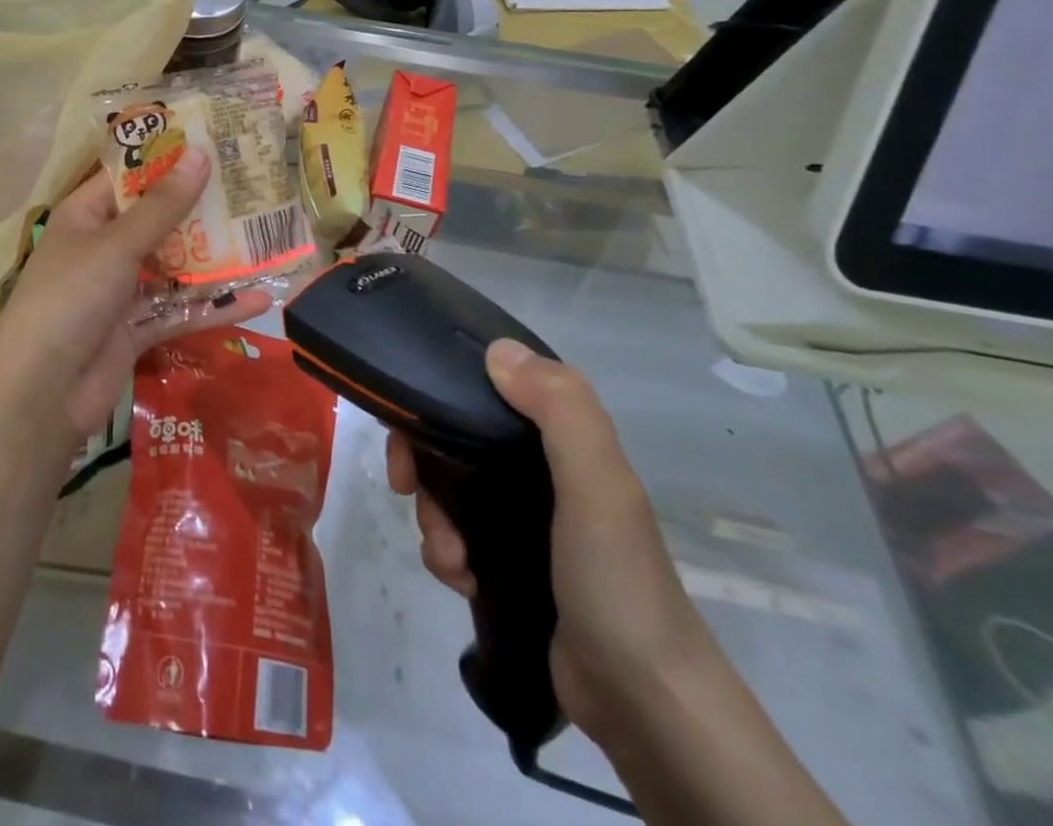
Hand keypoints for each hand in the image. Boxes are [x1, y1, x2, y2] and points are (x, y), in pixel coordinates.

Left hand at [0, 151, 271, 436]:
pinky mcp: (136, 329)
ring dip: (214, 259)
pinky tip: (259, 300)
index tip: (215, 144)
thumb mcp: (118, 245)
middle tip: (252, 189)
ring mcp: (120, 291)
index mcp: (86, 215)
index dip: (168, 160)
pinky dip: (214, 306)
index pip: (130, 177)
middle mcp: (102, 247)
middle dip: (201, 210)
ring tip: (264, 240)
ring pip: (174, 267)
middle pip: (158, 221)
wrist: (42, 393)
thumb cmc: (72, 297)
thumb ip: (163, 206)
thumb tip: (200, 154)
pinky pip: (179, 310)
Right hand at [386, 339, 714, 742]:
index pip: (488, 392)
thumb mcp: (597, 485)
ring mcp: (525, 519)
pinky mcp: (512, 564)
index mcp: (563, 440)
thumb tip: (496, 349)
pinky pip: (457, 538)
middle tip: (407, 492)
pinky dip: (447, 554)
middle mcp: (542, 470)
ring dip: (433, 520)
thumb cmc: (615, 579)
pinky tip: (459, 580)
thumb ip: (560, 409)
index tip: (409, 426)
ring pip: (451, 492)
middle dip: (424, 467)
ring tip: (450, 560)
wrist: (645, 703)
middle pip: (457, 443)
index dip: (441, 398)